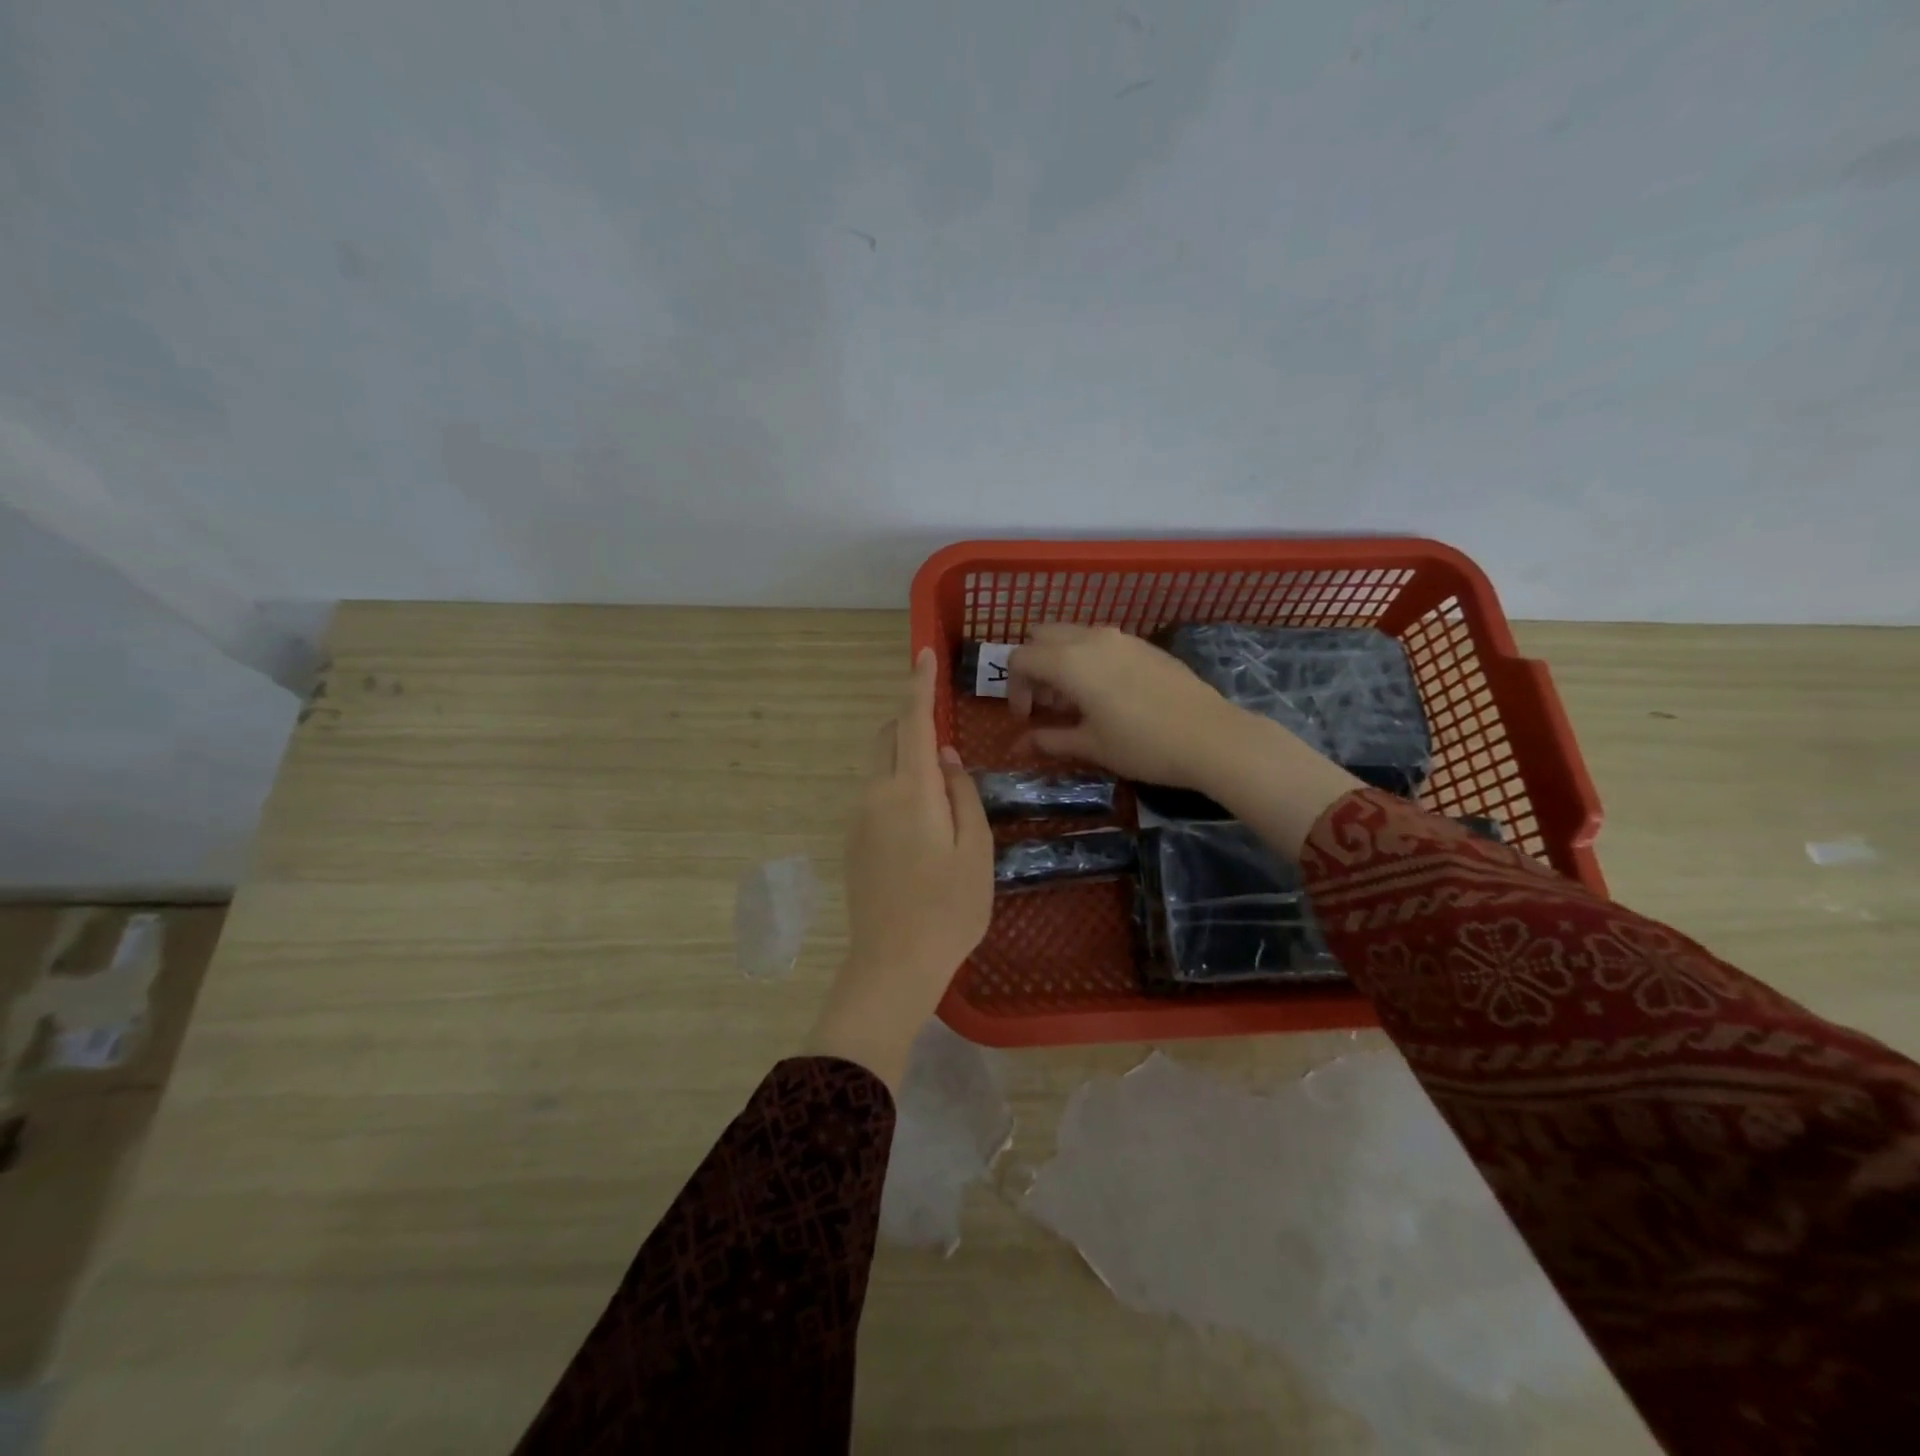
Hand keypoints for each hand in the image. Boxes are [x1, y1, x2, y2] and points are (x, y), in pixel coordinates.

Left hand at [806, 648, 993, 1090]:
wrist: (892, 964)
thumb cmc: (949, 909)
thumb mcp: (975, 850)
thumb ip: (962, 795)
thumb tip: (948, 758)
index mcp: (911, 791)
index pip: (913, 722)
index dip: (918, 685)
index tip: (922, 653)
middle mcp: (876, 794)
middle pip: (888, 737)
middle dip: (909, 715)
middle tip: (936, 713)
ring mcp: (859, 817)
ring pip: (878, 763)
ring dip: (902, 749)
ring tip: (936, 764)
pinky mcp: (852, 840)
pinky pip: (874, 791)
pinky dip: (895, 778)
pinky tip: (919, 810)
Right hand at [1007, 624, 1363, 857]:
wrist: (1211, 737)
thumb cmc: (1143, 745)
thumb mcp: (1091, 746)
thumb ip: (1050, 739)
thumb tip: (1020, 743)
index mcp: (1070, 661)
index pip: (1020, 658)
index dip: (1014, 688)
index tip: (1027, 718)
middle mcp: (1091, 638)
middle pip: (1042, 636)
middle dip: (1034, 666)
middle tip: (1047, 704)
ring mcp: (1121, 637)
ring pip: (1073, 635)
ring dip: (1061, 661)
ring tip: (1075, 701)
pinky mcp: (1144, 645)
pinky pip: (1101, 642)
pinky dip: (1088, 660)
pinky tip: (1107, 695)